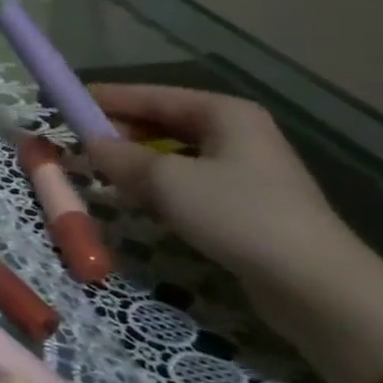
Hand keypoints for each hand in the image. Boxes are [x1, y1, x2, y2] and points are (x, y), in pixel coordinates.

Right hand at [82, 85, 380, 340]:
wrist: (317, 287)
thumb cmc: (238, 214)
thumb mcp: (167, 181)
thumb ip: (120, 157)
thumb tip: (89, 143)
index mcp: (224, 112)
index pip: (152, 95)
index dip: (107, 98)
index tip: (66, 101)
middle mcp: (236, 133)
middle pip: (163, 123)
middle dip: (120, 131)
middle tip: (77, 140)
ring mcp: (244, 171)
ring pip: (173, 155)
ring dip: (135, 162)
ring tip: (98, 170)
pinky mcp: (245, 206)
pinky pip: (187, 183)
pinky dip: (157, 186)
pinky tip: (135, 200)